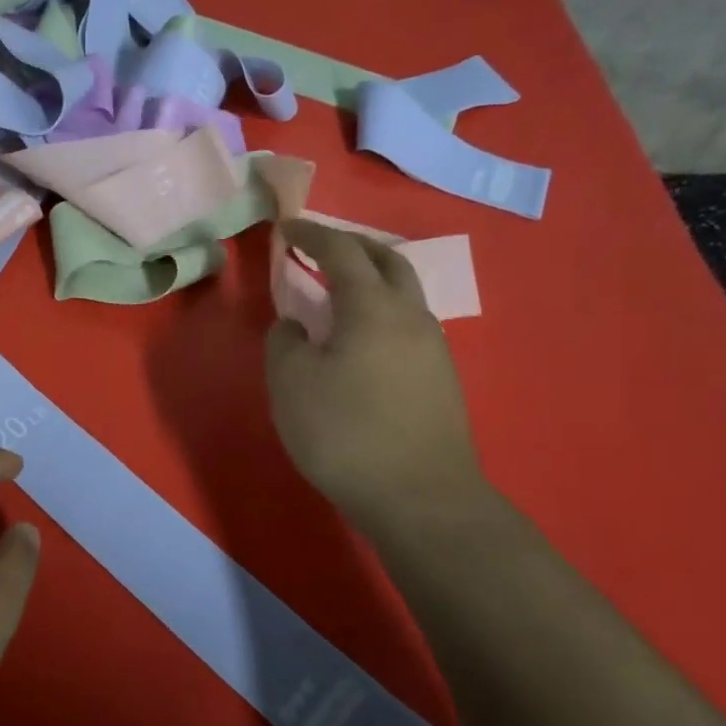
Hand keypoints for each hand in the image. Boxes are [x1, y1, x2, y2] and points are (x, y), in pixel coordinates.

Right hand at [265, 220, 487, 531]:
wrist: (420, 498)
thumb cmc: (345, 432)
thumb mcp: (290, 383)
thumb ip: (285, 341)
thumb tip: (297, 326)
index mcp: (372, 308)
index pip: (341, 252)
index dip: (311, 234)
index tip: (286, 227)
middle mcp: (411, 316)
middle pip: (386, 261)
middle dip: (351, 246)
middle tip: (319, 249)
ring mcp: (433, 348)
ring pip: (403, 293)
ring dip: (370, 279)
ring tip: (337, 293)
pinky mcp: (441, 378)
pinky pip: (407, 324)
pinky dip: (380, 311)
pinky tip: (360, 340)